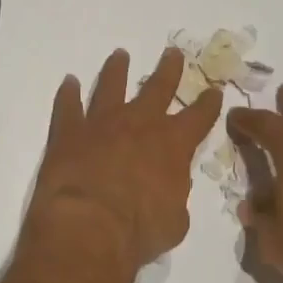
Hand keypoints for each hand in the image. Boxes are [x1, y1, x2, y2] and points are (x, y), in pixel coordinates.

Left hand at [13, 47, 222, 282]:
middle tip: (173, 52)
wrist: (89, 226)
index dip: (208, 103)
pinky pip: (68, 105)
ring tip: (120, 54)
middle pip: (158, 86)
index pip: (198, 116)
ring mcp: (103, 121)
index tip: (214, 90)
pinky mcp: (70, 130)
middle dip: (168, 69)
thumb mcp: (175, 221)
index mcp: (172, 143)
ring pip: (112, 85)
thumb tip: (171, 187)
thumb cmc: (140, 231)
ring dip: (117, 69)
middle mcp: (140, 122)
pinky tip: (69, 82)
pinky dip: (68, 93)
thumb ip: (176, 195)